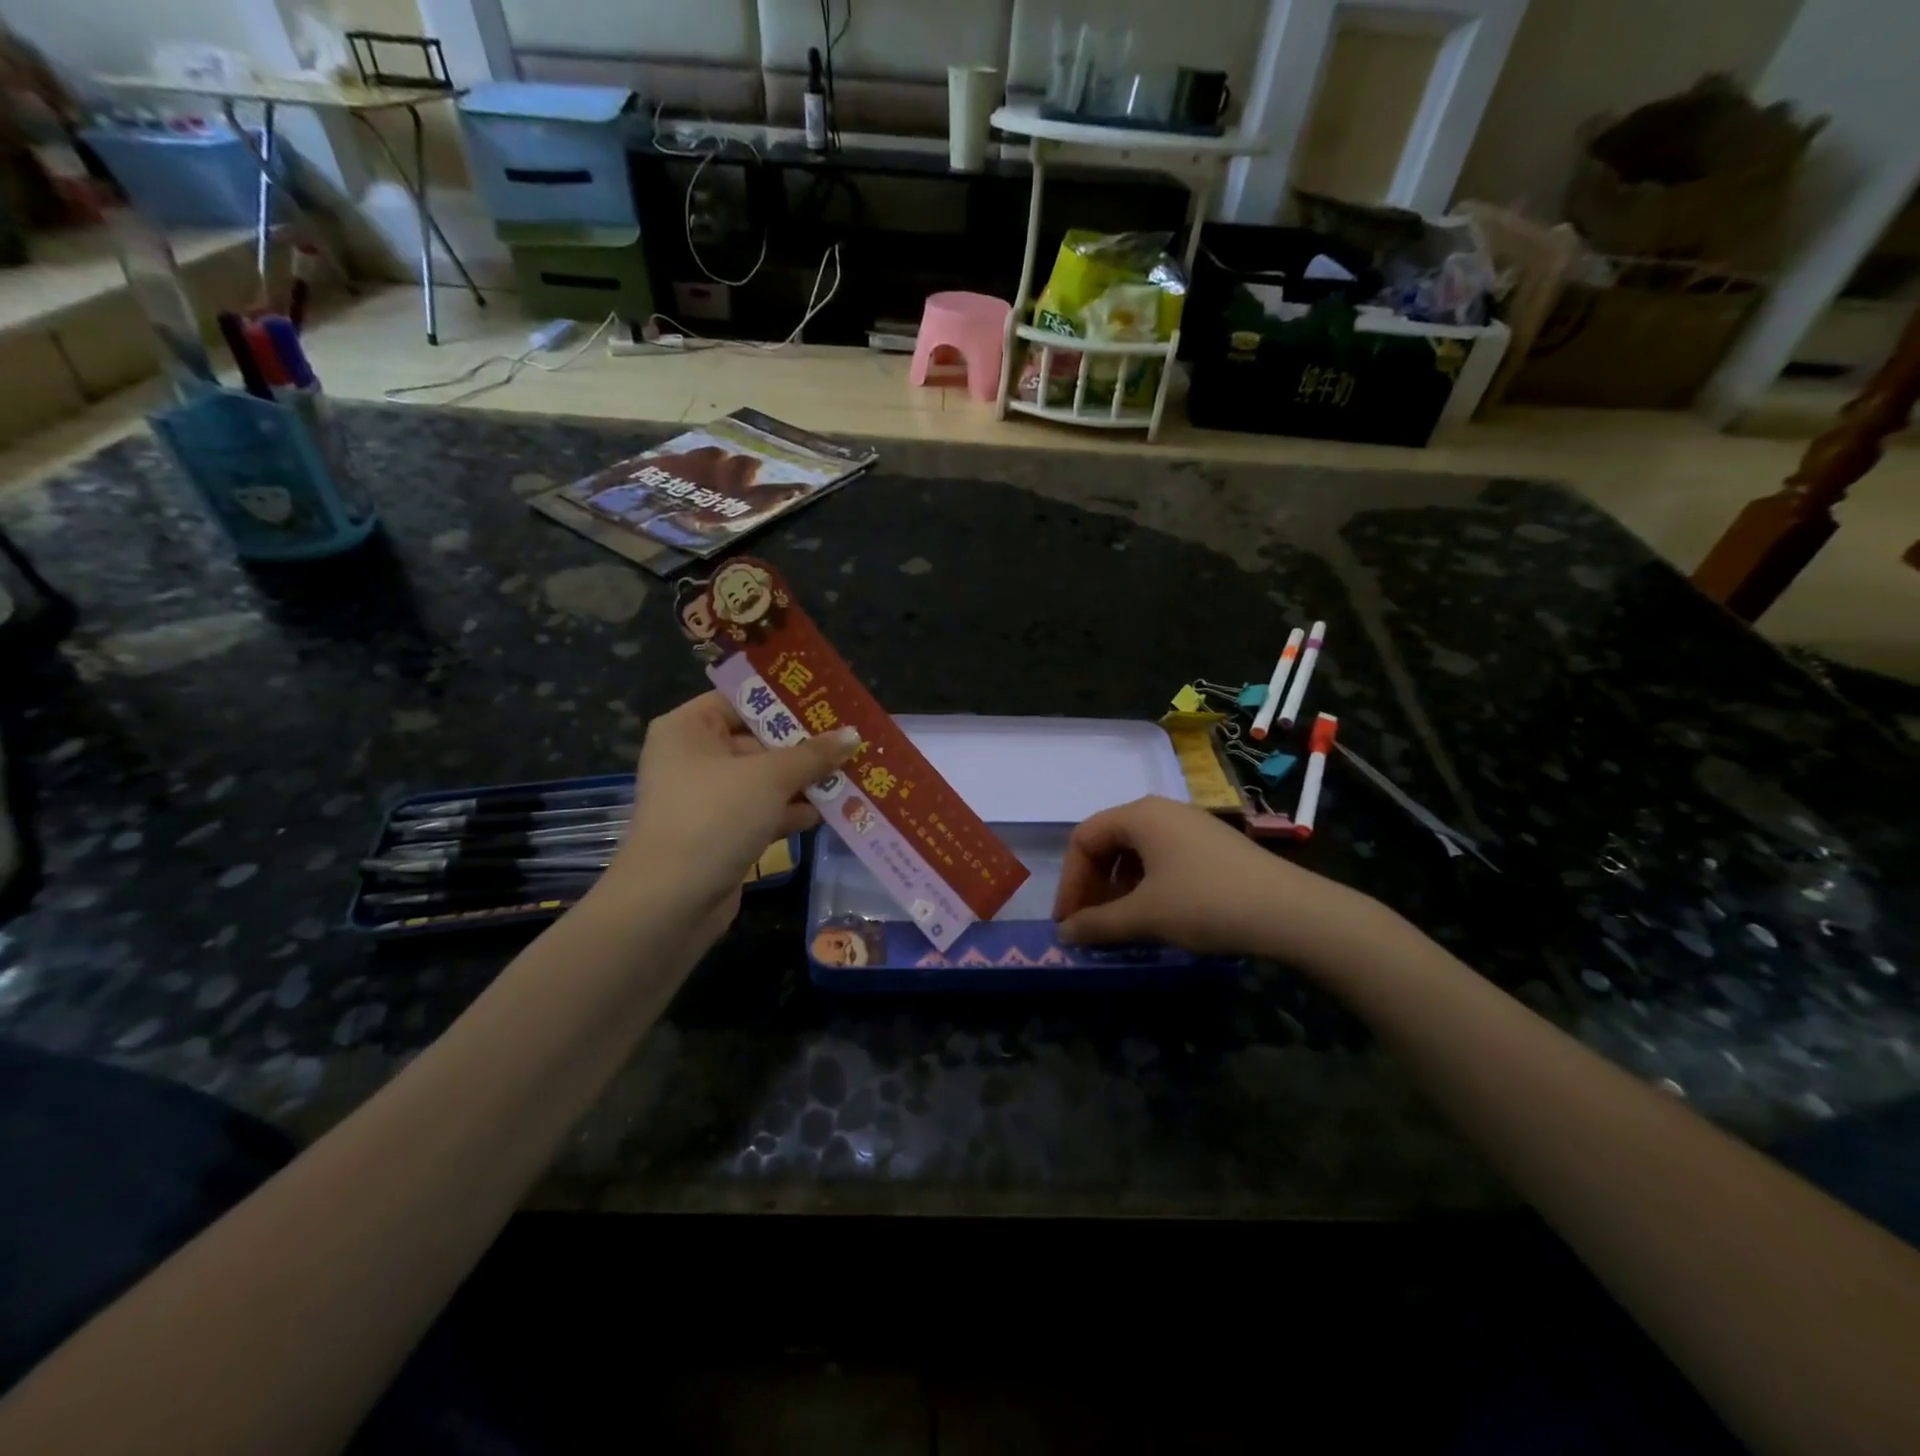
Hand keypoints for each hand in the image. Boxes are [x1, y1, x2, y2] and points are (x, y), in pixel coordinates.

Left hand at [607, 692, 858, 940]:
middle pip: (758, 740)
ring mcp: (707, 798)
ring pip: (764, 779)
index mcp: (688, 729)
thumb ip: (814, 754)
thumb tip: (854, 734)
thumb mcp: (770, 777)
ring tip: (852, 775)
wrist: (671, 902)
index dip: (784, 701)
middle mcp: (693, 757)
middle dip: (804, 746)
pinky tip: (830, 812)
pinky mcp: (720, 833)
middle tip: (850, 740)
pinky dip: (791, 811)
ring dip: (804, 780)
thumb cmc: (714, 817)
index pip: (741, 700)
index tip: (828, 703)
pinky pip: (762, 811)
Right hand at [1052, 796, 1392, 969]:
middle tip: (1090, 923)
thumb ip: (1097, 924)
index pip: (1084, 839)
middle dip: (1092, 883)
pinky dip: (1148, 884)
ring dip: (1119, 886)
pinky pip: (1164, 858)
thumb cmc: (1205, 904)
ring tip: (1122, 922)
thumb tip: (1064, 934)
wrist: (1291, 912)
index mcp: (1140, 815)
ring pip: (1137, 851)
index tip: (1069, 921)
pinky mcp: (1214, 845)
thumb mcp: (1145, 917)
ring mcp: (1192, 826)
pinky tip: (1158, 914)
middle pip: (1109, 841)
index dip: (1069, 881)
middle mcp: (1163, 810)